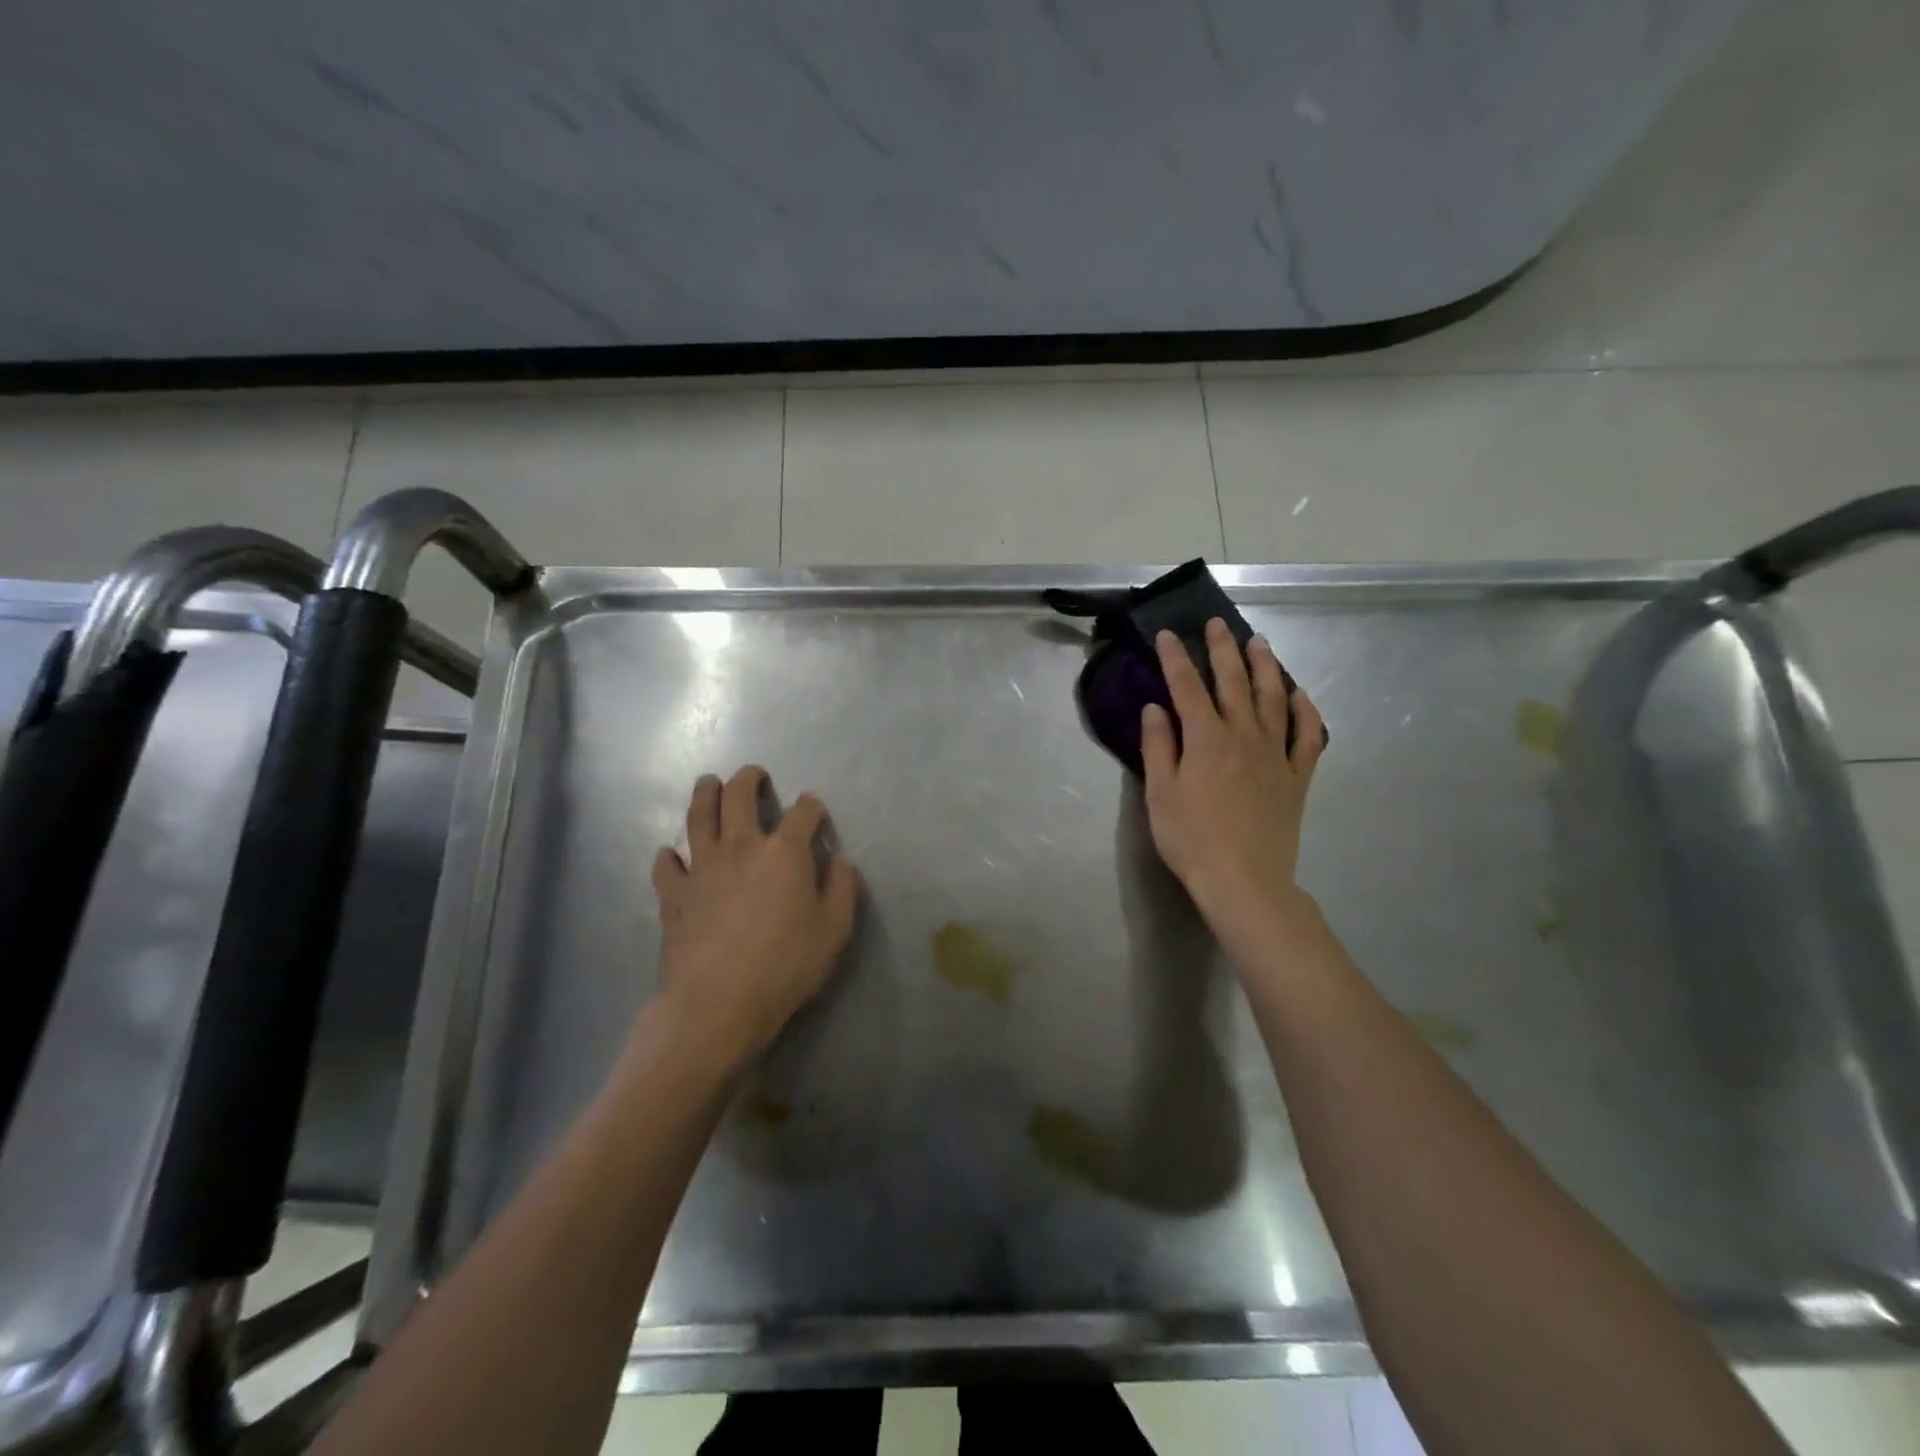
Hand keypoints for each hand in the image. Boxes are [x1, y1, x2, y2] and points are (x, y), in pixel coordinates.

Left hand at [648, 766, 860, 1073]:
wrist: (717, 1003)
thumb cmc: (784, 966)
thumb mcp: (834, 930)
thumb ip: (841, 888)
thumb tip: (838, 861)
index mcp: (783, 853)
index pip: (802, 814)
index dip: (811, 806)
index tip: (813, 808)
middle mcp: (741, 847)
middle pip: (739, 796)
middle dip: (749, 779)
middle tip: (754, 775)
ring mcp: (701, 867)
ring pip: (698, 815)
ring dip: (705, 793)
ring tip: (709, 784)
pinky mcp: (673, 894)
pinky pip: (666, 864)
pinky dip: (670, 855)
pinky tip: (673, 855)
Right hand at [1141, 620, 1325, 957]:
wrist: (1245, 881)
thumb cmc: (1191, 840)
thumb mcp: (1160, 794)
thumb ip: (1158, 746)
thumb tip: (1155, 708)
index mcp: (1206, 739)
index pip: (1187, 687)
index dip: (1175, 658)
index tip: (1167, 634)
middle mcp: (1243, 736)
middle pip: (1233, 683)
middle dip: (1223, 650)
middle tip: (1217, 624)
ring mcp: (1276, 755)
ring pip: (1273, 699)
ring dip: (1266, 667)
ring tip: (1259, 643)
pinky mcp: (1297, 777)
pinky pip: (1307, 736)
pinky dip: (1305, 711)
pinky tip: (1299, 695)